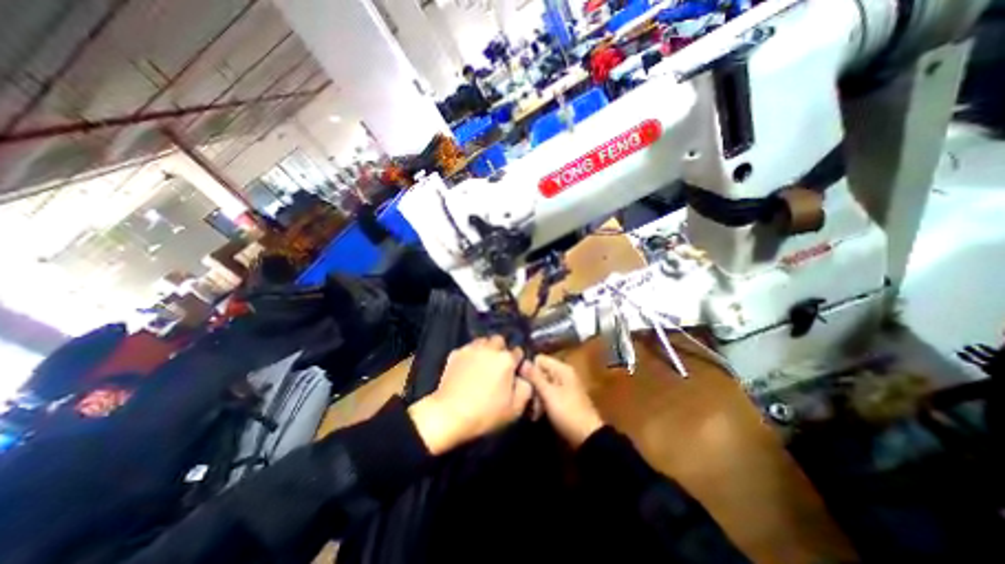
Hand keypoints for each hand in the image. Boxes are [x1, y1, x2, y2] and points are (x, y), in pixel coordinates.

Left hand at [408, 338, 532, 454]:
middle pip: (500, 340)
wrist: (449, 414)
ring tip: (483, 363)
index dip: (517, 362)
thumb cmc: (486, 413)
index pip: (518, 351)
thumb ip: (526, 388)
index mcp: (506, 359)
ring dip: (486, 349)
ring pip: (483, 341)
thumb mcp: (515, 408)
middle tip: (498, 365)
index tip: (514, 371)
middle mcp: (489, 348)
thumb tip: (524, 377)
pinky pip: (468, 348)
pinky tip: (468, 367)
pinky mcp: (455, 353)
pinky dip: (471, 355)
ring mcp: (471, 349)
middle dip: (501, 350)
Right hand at [522, 354, 599, 447]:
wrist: (587, 437)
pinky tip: (537, 413)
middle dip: (532, 384)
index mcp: (562, 368)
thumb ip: (535, 377)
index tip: (521, 381)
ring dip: (536, 395)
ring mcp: (564, 387)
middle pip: (540, 371)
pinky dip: (542, 401)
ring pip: (543, 384)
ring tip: (532, 409)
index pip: (539, 359)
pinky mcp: (563, 399)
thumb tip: (523, 361)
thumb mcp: (548, 393)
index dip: (529, 368)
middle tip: (527, 398)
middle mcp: (563, 374)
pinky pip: (548, 394)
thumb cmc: (567, 412)